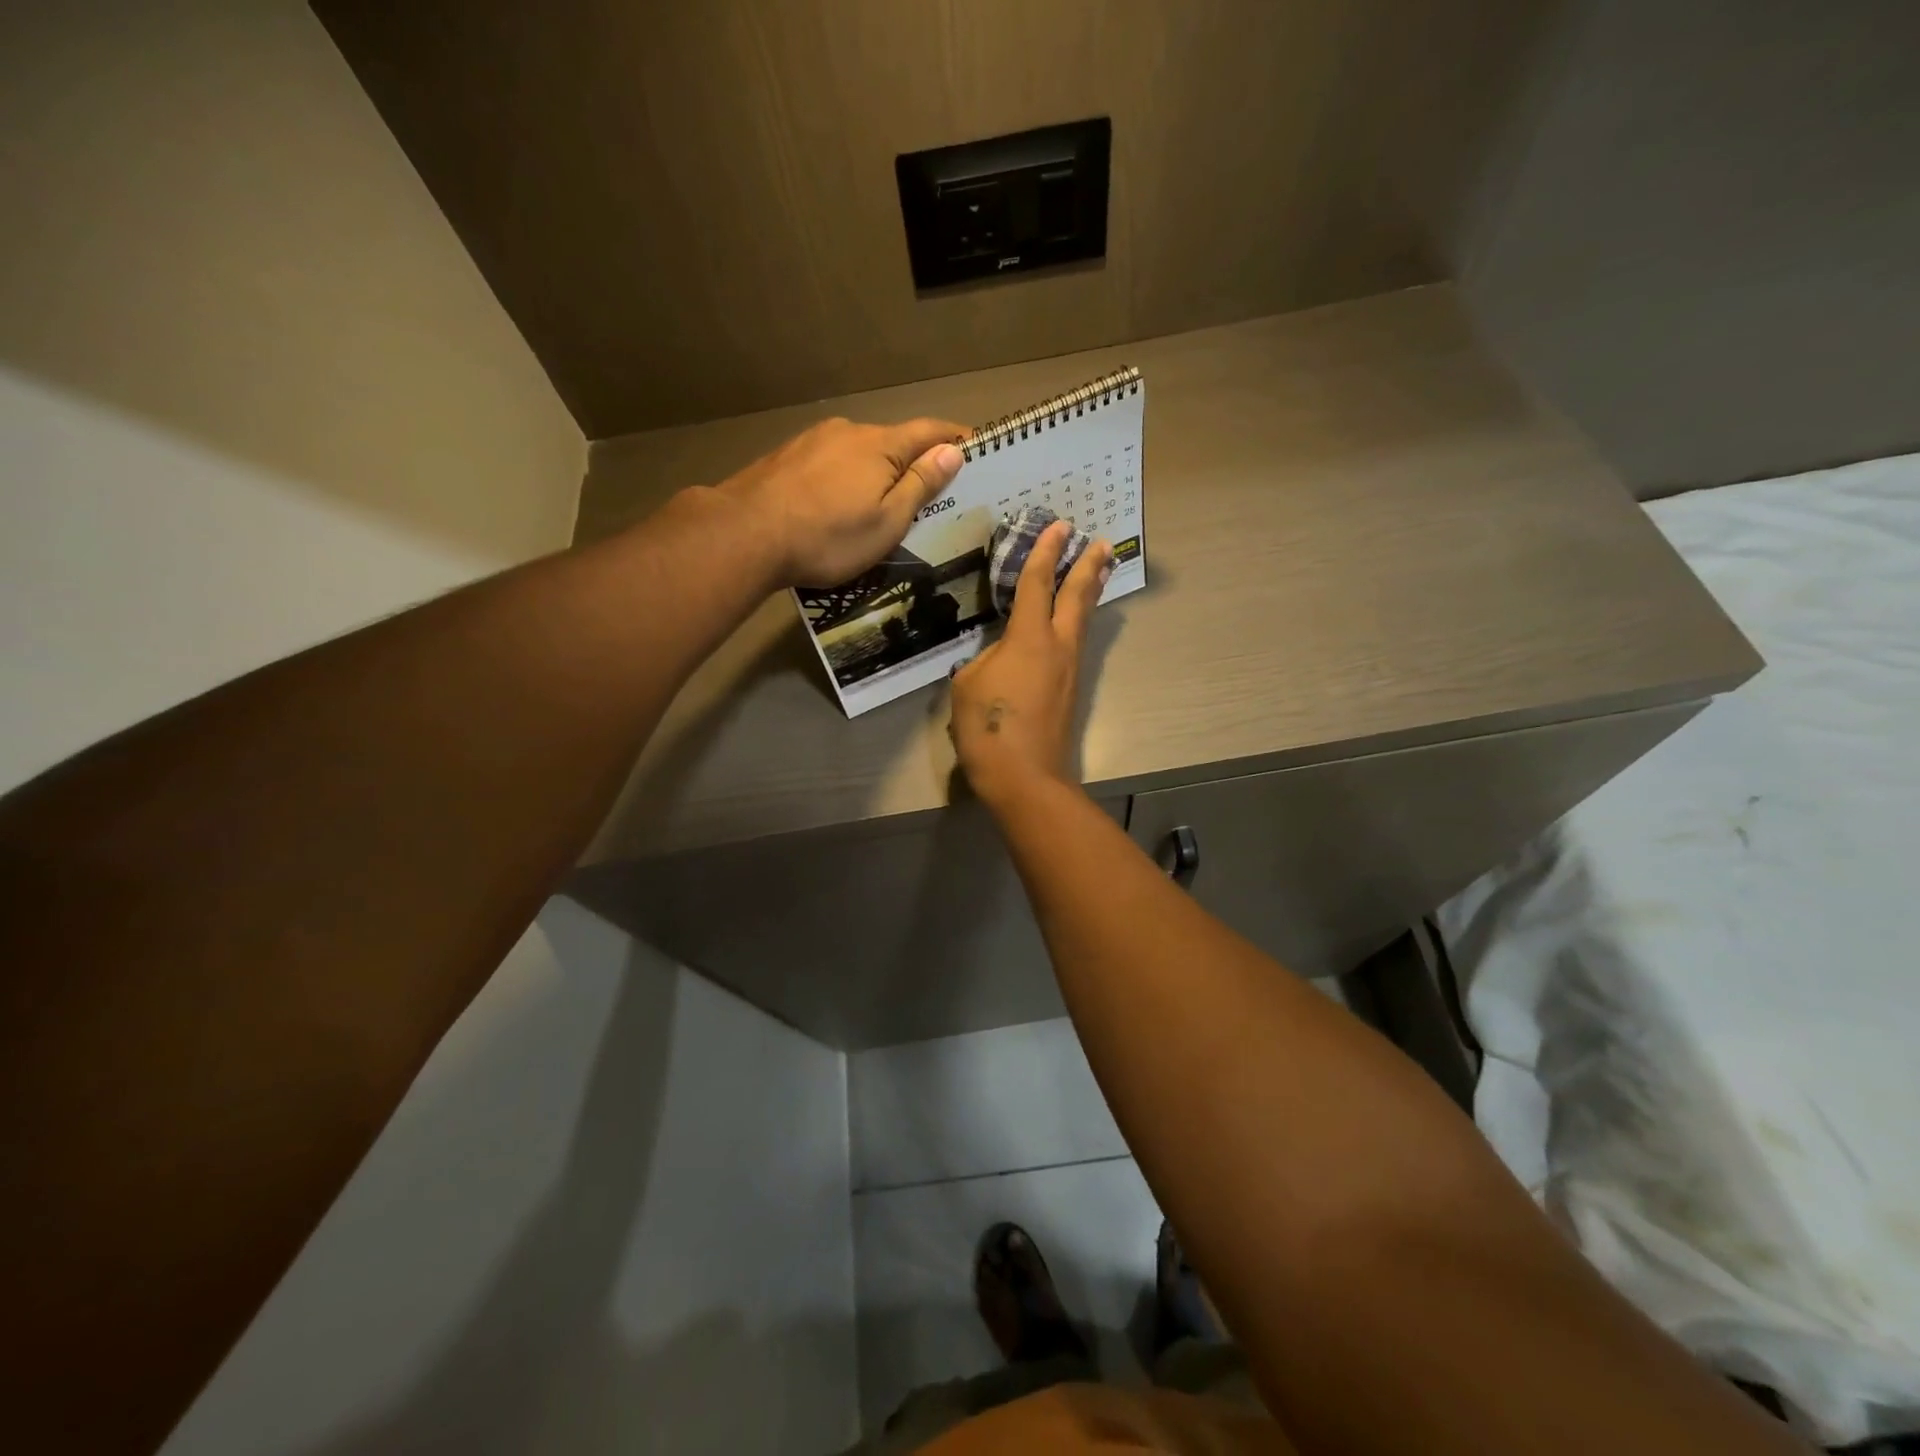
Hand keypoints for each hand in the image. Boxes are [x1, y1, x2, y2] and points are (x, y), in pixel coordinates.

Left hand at [715, 415, 966, 588]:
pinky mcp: (786, 458)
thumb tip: (952, 451)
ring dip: (875, 472)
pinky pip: (829, 464)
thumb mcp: (888, 521)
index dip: (954, 438)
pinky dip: (844, 478)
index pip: (928, 432)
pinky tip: (837, 503)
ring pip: (857, 453)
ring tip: (879, 503)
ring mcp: (812, 441)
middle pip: (892, 441)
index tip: (975, 446)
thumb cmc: (828, 536)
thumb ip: (920, 484)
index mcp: (880, 445)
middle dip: (913, 461)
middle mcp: (848, 432)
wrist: (746, 533)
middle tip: (928, 491)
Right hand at [950, 520, 1113, 808]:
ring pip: (1083, 621)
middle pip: (1077, 596)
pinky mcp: (1071, 691)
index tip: (1059, 526)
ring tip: (1098, 572)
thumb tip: (1002, 657)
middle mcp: (1058, 646)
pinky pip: (1077, 644)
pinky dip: (1079, 622)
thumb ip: (986, 659)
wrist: (1025, 776)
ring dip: (1090, 593)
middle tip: (1099, 542)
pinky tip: (1073, 624)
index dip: (1045, 551)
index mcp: (1028, 637)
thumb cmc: (989, 728)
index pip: (1037, 583)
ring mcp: (1069, 669)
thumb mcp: (968, 685)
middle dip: (1087, 566)